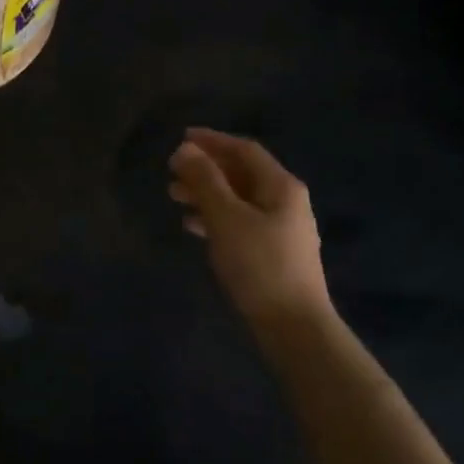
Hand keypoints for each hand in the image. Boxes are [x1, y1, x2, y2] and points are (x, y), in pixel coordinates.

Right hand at [168, 127, 330, 332]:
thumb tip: (184, 149)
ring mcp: (281, 228)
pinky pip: (239, 221)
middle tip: (171, 171)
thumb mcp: (226, 217)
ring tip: (174, 197)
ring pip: (238, 198)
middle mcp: (285, 201)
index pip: (244, 150)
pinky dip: (214, 217)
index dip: (212, 140)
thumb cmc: (259, 264)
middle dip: (205, 168)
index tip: (180, 138)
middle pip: (241, 173)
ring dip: (206, 193)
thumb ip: (205, 181)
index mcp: (281, 186)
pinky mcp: (272, 252)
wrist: (292, 324)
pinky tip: (192, 226)